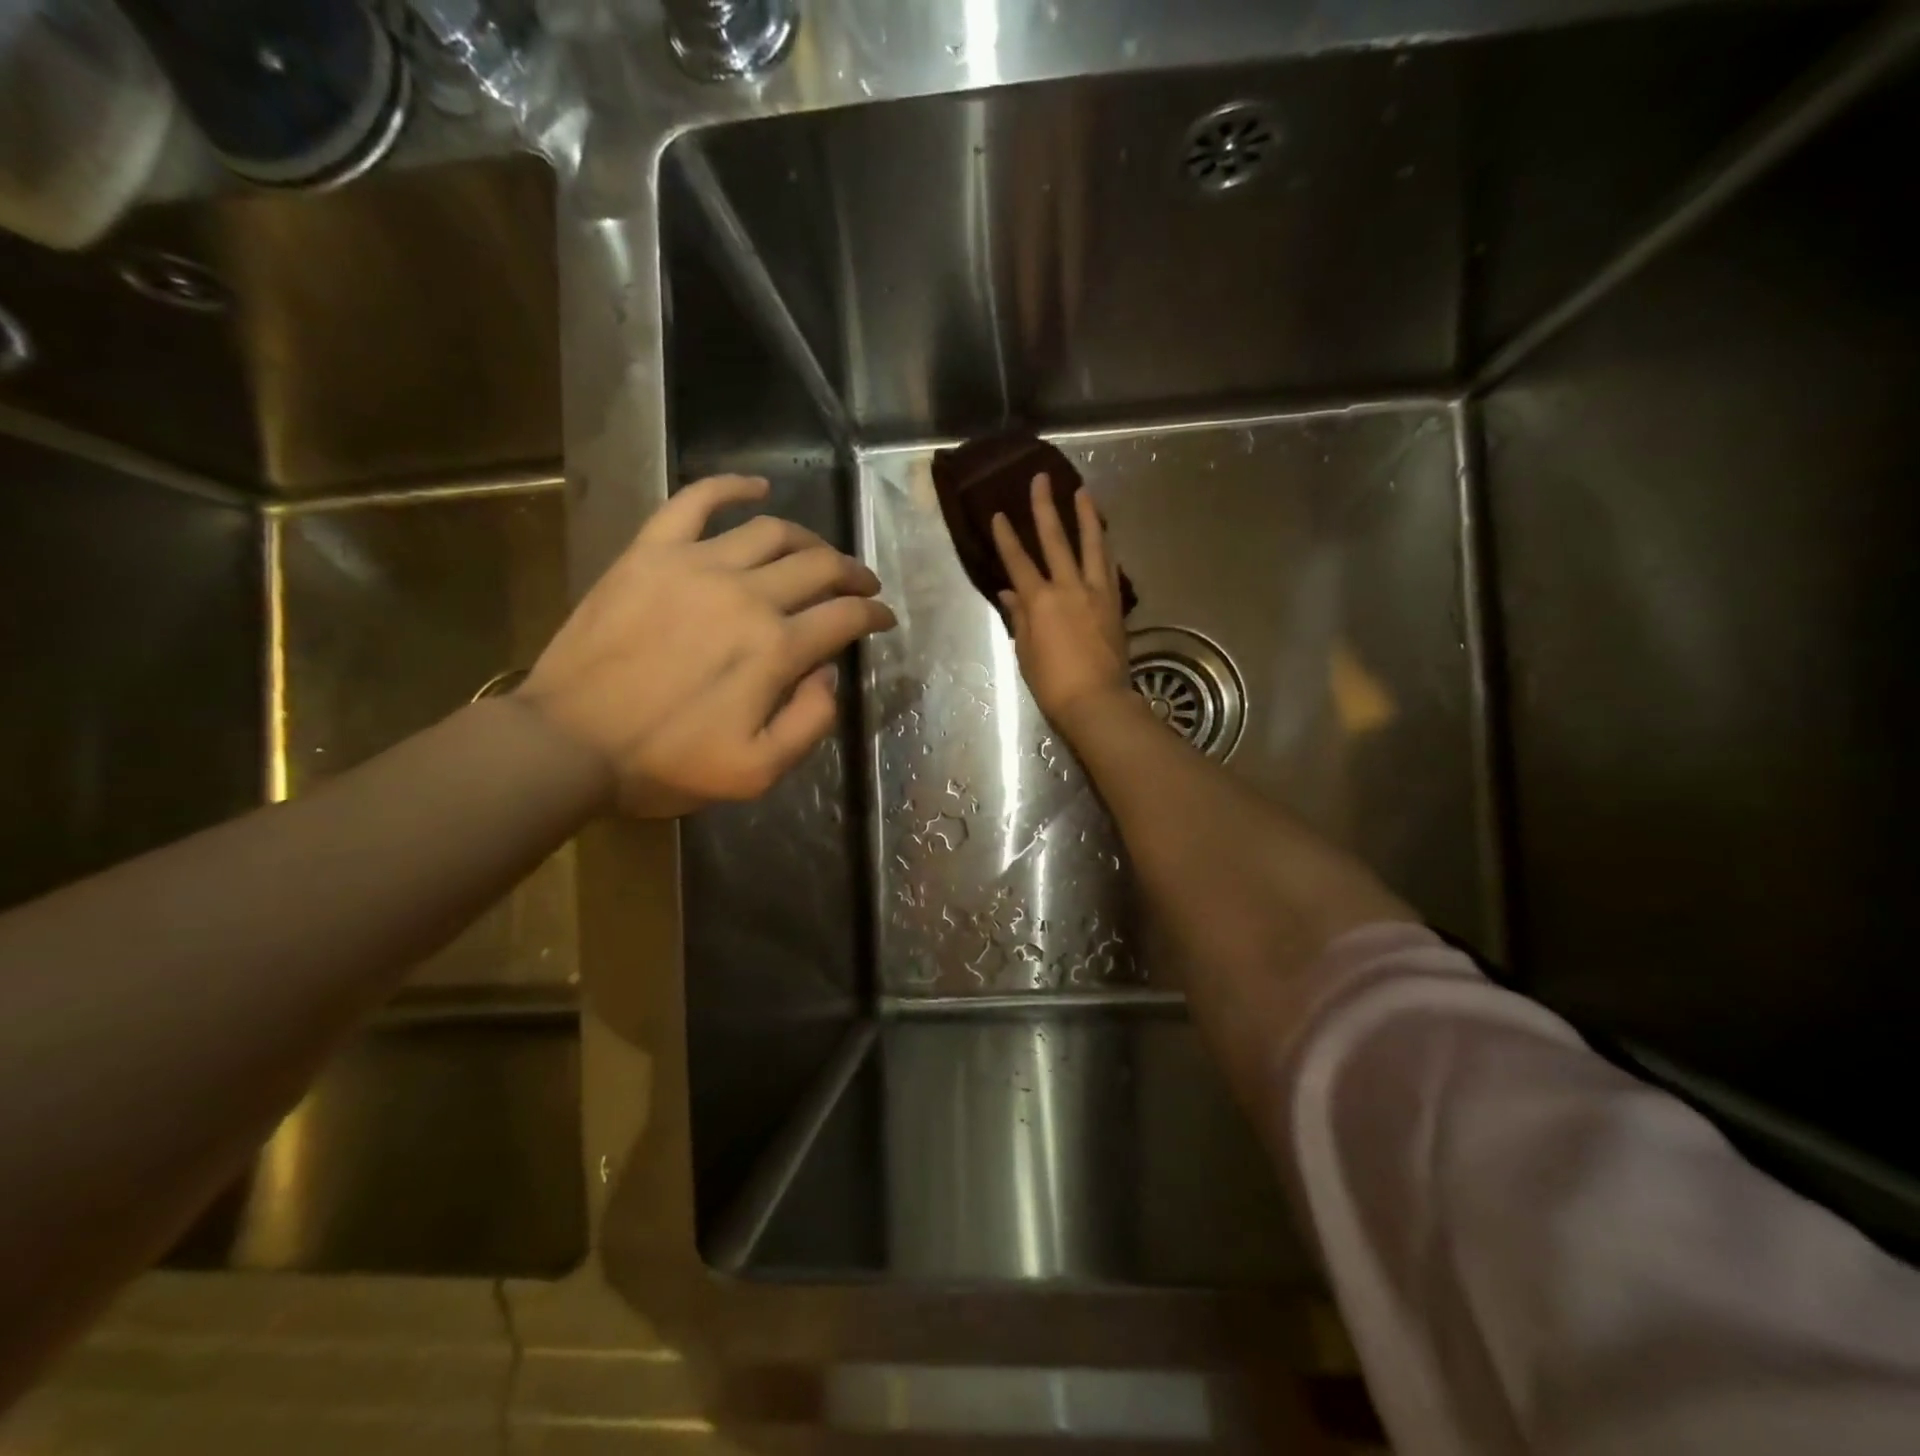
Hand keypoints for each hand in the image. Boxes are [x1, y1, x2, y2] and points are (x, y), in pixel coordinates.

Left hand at [519, 475, 894, 816]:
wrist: (568, 744)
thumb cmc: (665, 764)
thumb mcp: (757, 772)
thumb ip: (810, 723)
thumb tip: (828, 674)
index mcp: (776, 649)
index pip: (845, 617)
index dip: (874, 615)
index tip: (884, 618)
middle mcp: (747, 596)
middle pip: (819, 567)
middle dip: (852, 574)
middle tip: (863, 584)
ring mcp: (696, 565)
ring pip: (772, 532)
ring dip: (809, 539)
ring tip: (819, 553)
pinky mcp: (651, 553)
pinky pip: (695, 502)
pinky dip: (731, 488)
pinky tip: (756, 488)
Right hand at [991, 474, 1134, 738]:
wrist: (1097, 701)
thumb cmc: (1052, 683)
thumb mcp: (1025, 651)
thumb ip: (1020, 617)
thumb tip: (1010, 592)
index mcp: (1040, 600)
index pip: (1018, 561)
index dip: (1006, 536)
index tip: (998, 513)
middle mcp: (1069, 587)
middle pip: (1055, 540)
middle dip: (1045, 507)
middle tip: (1041, 479)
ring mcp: (1096, 592)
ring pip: (1091, 545)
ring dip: (1085, 516)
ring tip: (1082, 492)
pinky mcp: (1114, 603)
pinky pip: (1109, 567)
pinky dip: (1104, 548)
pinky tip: (1103, 538)